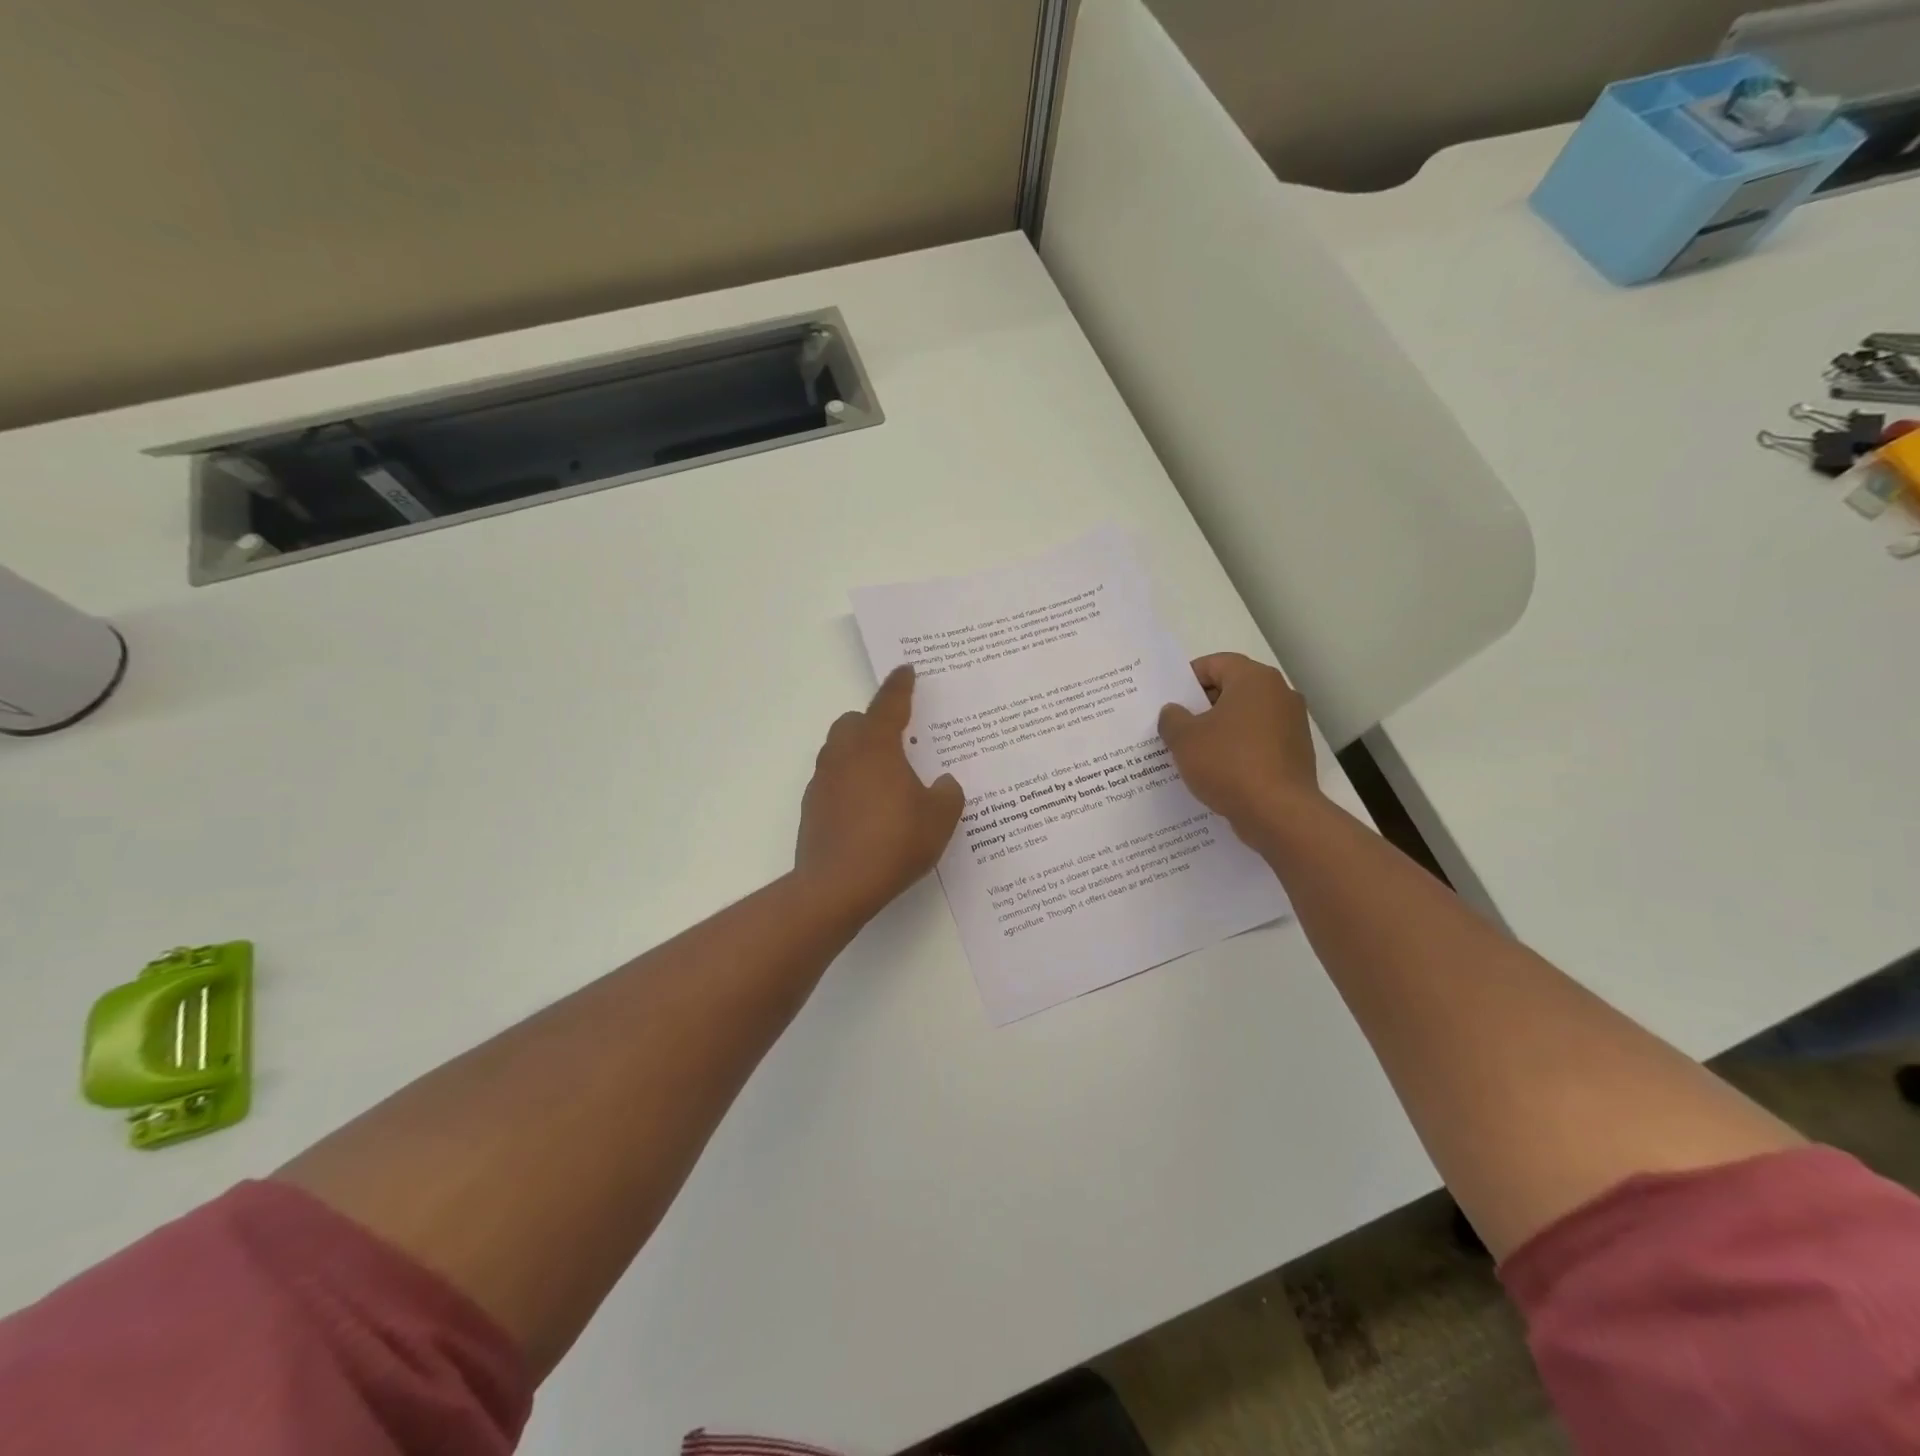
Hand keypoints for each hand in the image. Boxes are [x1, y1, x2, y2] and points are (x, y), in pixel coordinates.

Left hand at [796, 665, 963, 920]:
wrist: (837, 886)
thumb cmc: (894, 843)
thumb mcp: (939, 819)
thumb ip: (947, 794)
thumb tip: (944, 784)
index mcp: (876, 746)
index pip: (890, 704)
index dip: (900, 685)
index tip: (906, 669)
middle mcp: (844, 755)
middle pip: (854, 722)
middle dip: (874, 723)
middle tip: (899, 741)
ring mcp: (823, 781)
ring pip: (839, 751)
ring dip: (859, 753)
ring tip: (886, 778)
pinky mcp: (812, 808)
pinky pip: (833, 781)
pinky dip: (849, 783)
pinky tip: (868, 810)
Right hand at [1158, 653, 1321, 840]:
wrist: (1279, 814)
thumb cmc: (1228, 764)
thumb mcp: (1184, 739)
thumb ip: (1172, 719)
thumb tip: (1174, 712)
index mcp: (1254, 680)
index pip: (1215, 664)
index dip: (1187, 679)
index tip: (1169, 700)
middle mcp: (1279, 694)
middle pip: (1232, 690)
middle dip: (1202, 706)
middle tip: (1175, 726)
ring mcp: (1292, 725)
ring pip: (1245, 718)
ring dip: (1219, 730)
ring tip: (1192, 752)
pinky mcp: (1295, 754)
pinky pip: (1258, 742)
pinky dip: (1237, 750)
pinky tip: (1217, 771)